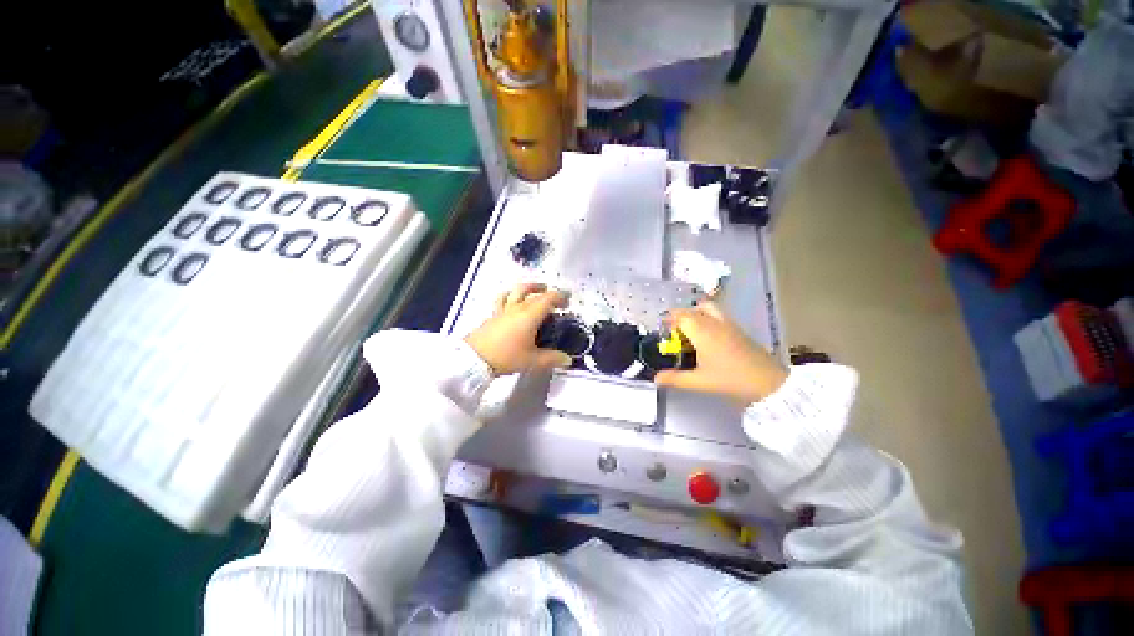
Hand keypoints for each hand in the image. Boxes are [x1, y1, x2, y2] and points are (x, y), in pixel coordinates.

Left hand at [464, 283, 572, 374]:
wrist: (474, 359)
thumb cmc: (506, 357)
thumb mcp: (532, 361)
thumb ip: (551, 359)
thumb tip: (567, 360)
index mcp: (529, 315)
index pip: (547, 298)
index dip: (559, 297)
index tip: (567, 301)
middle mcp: (517, 308)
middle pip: (532, 292)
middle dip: (546, 291)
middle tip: (553, 297)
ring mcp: (503, 310)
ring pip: (516, 291)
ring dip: (528, 288)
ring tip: (534, 290)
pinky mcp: (492, 315)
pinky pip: (503, 299)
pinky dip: (511, 296)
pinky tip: (512, 301)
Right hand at [654, 301, 788, 405]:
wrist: (769, 383)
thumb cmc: (730, 380)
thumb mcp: (699, 381)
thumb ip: (675, 378)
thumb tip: (655, 379)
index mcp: (702, 332)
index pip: (682, 316)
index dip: (670, 320)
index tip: (662, 330)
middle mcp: (714, 323)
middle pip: (694, 309)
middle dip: (680, 316)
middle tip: (673, 330)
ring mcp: (729, 325)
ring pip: (708, 308)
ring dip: (695, 313)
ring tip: (689, 329)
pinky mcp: (738, 330)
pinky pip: (718, 315)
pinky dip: (707, 318)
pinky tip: (707, 336)